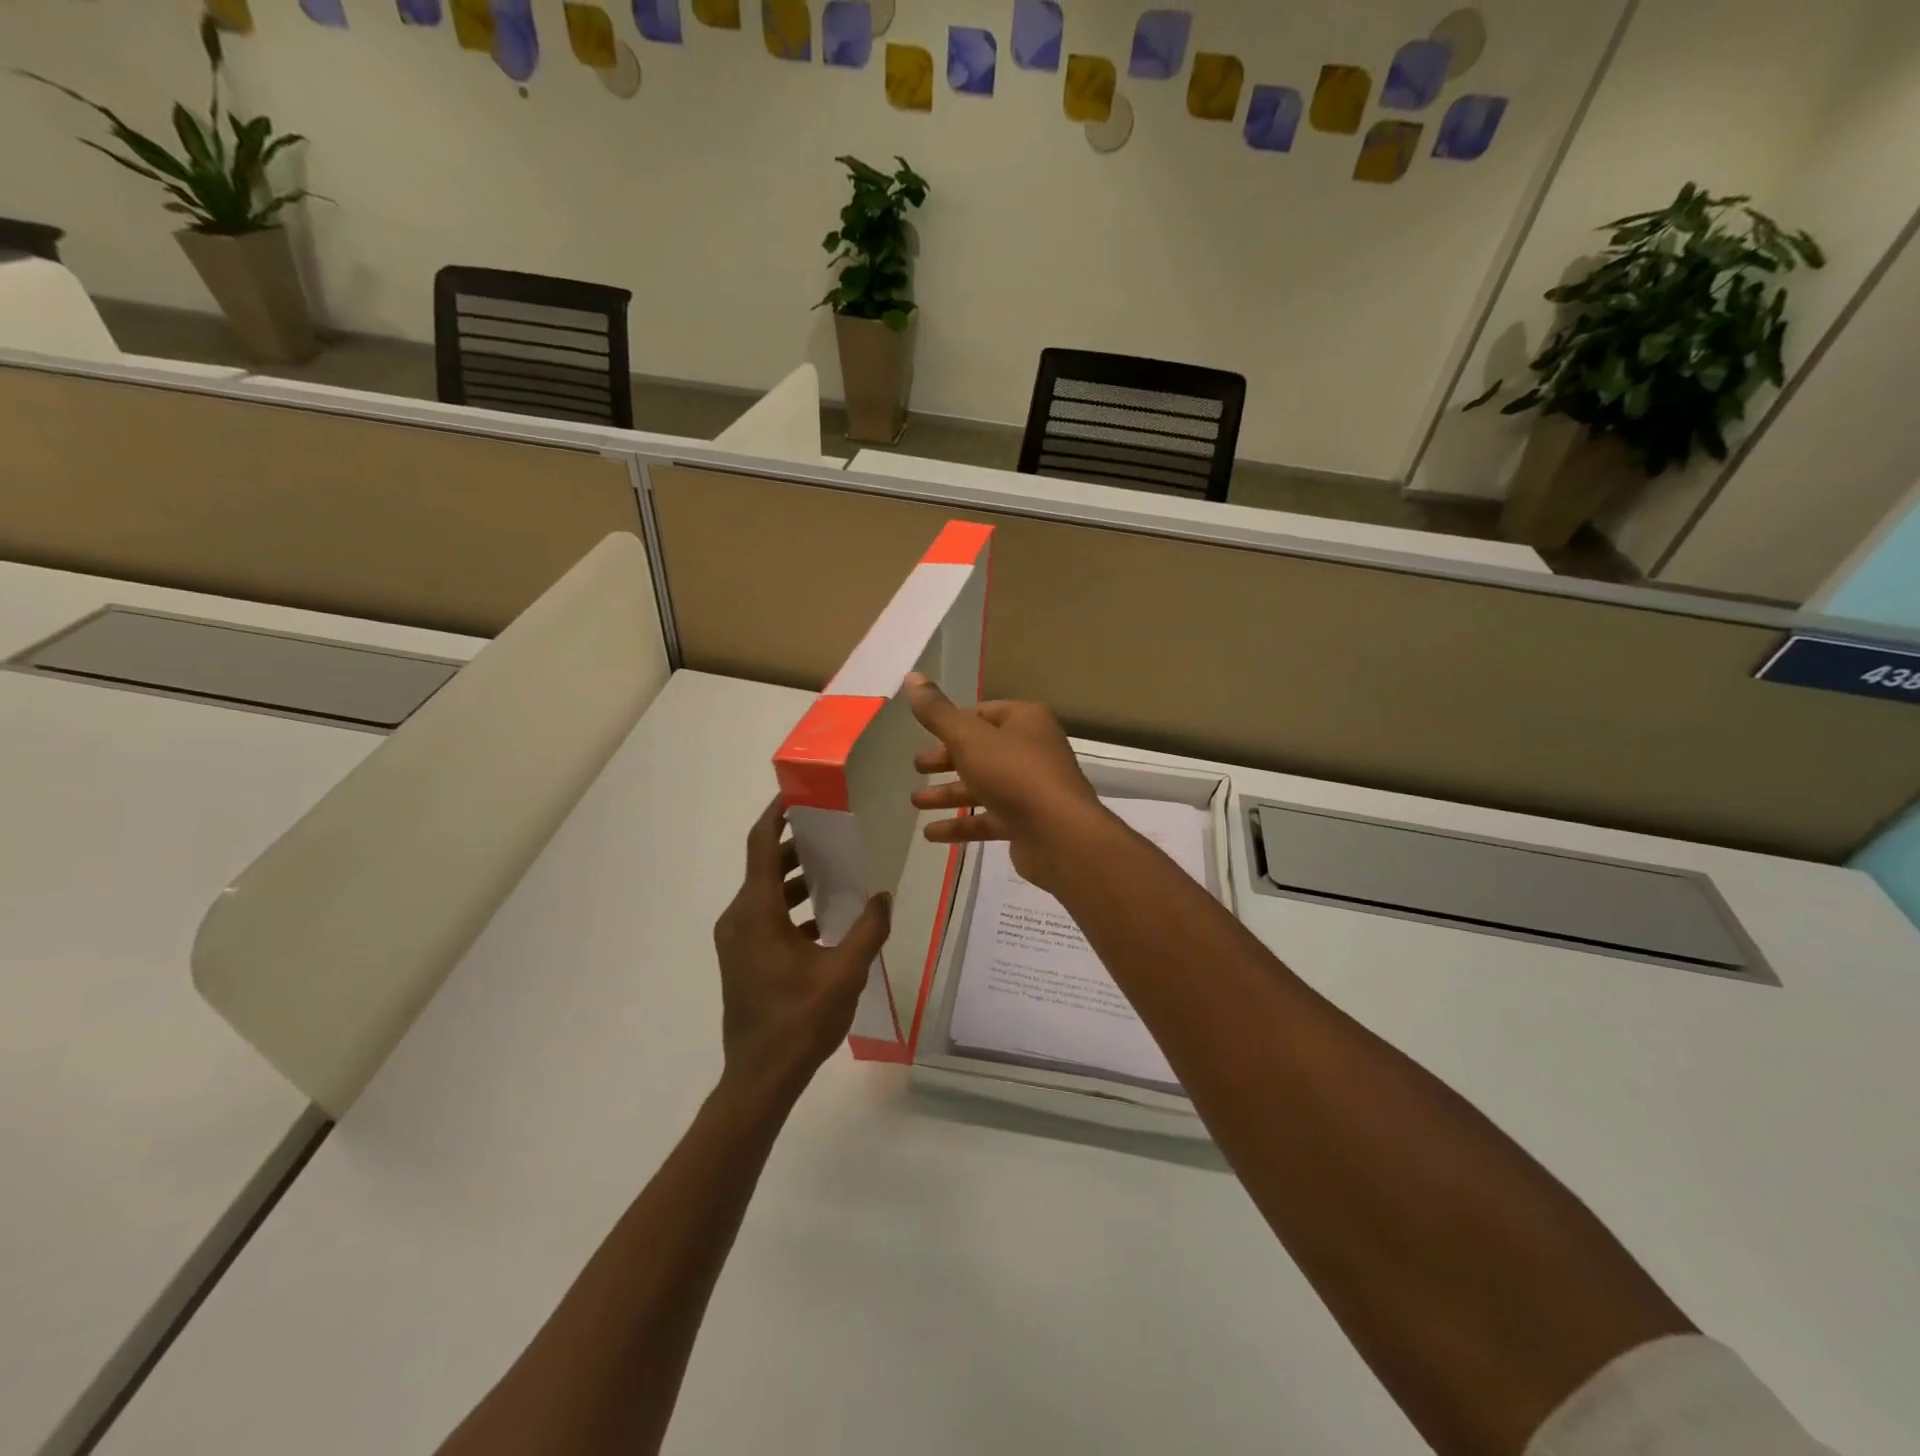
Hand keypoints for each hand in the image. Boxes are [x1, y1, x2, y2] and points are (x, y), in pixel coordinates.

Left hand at [712, 798, 891, 1105]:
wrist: (760, 1078)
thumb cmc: (799, 1021)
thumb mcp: (844, 973)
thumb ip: (867, 929)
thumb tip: (882, 896)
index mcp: (757, 913)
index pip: (761, 846)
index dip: (776, 816)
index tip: (798, 795)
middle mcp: (740, 919)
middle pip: (764, 866)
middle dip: (796, 845)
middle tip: (832, 830)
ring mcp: (738, 941)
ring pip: (766, 893)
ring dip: (796, 878)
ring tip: (835, 870)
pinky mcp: (743, 959)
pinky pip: (766, 916)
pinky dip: (792, 906)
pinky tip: (826, 918)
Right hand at [904, 673, 1112, 893]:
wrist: (1059, 834)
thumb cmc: (1014, 774)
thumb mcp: (969, 737)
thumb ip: (937, 712)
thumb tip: (912, 676)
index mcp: (1025, 721)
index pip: (984, 713)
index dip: (954, 722)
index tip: (925, 733)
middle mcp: (1032, 750)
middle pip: (982, 750)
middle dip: (947, 759)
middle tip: (917, 767)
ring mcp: (1031, 789)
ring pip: (983, 786)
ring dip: (949, 793)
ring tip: (915, 802)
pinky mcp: (1027, 823)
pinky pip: (988, 819)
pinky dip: (960, 825)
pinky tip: (931, 834)